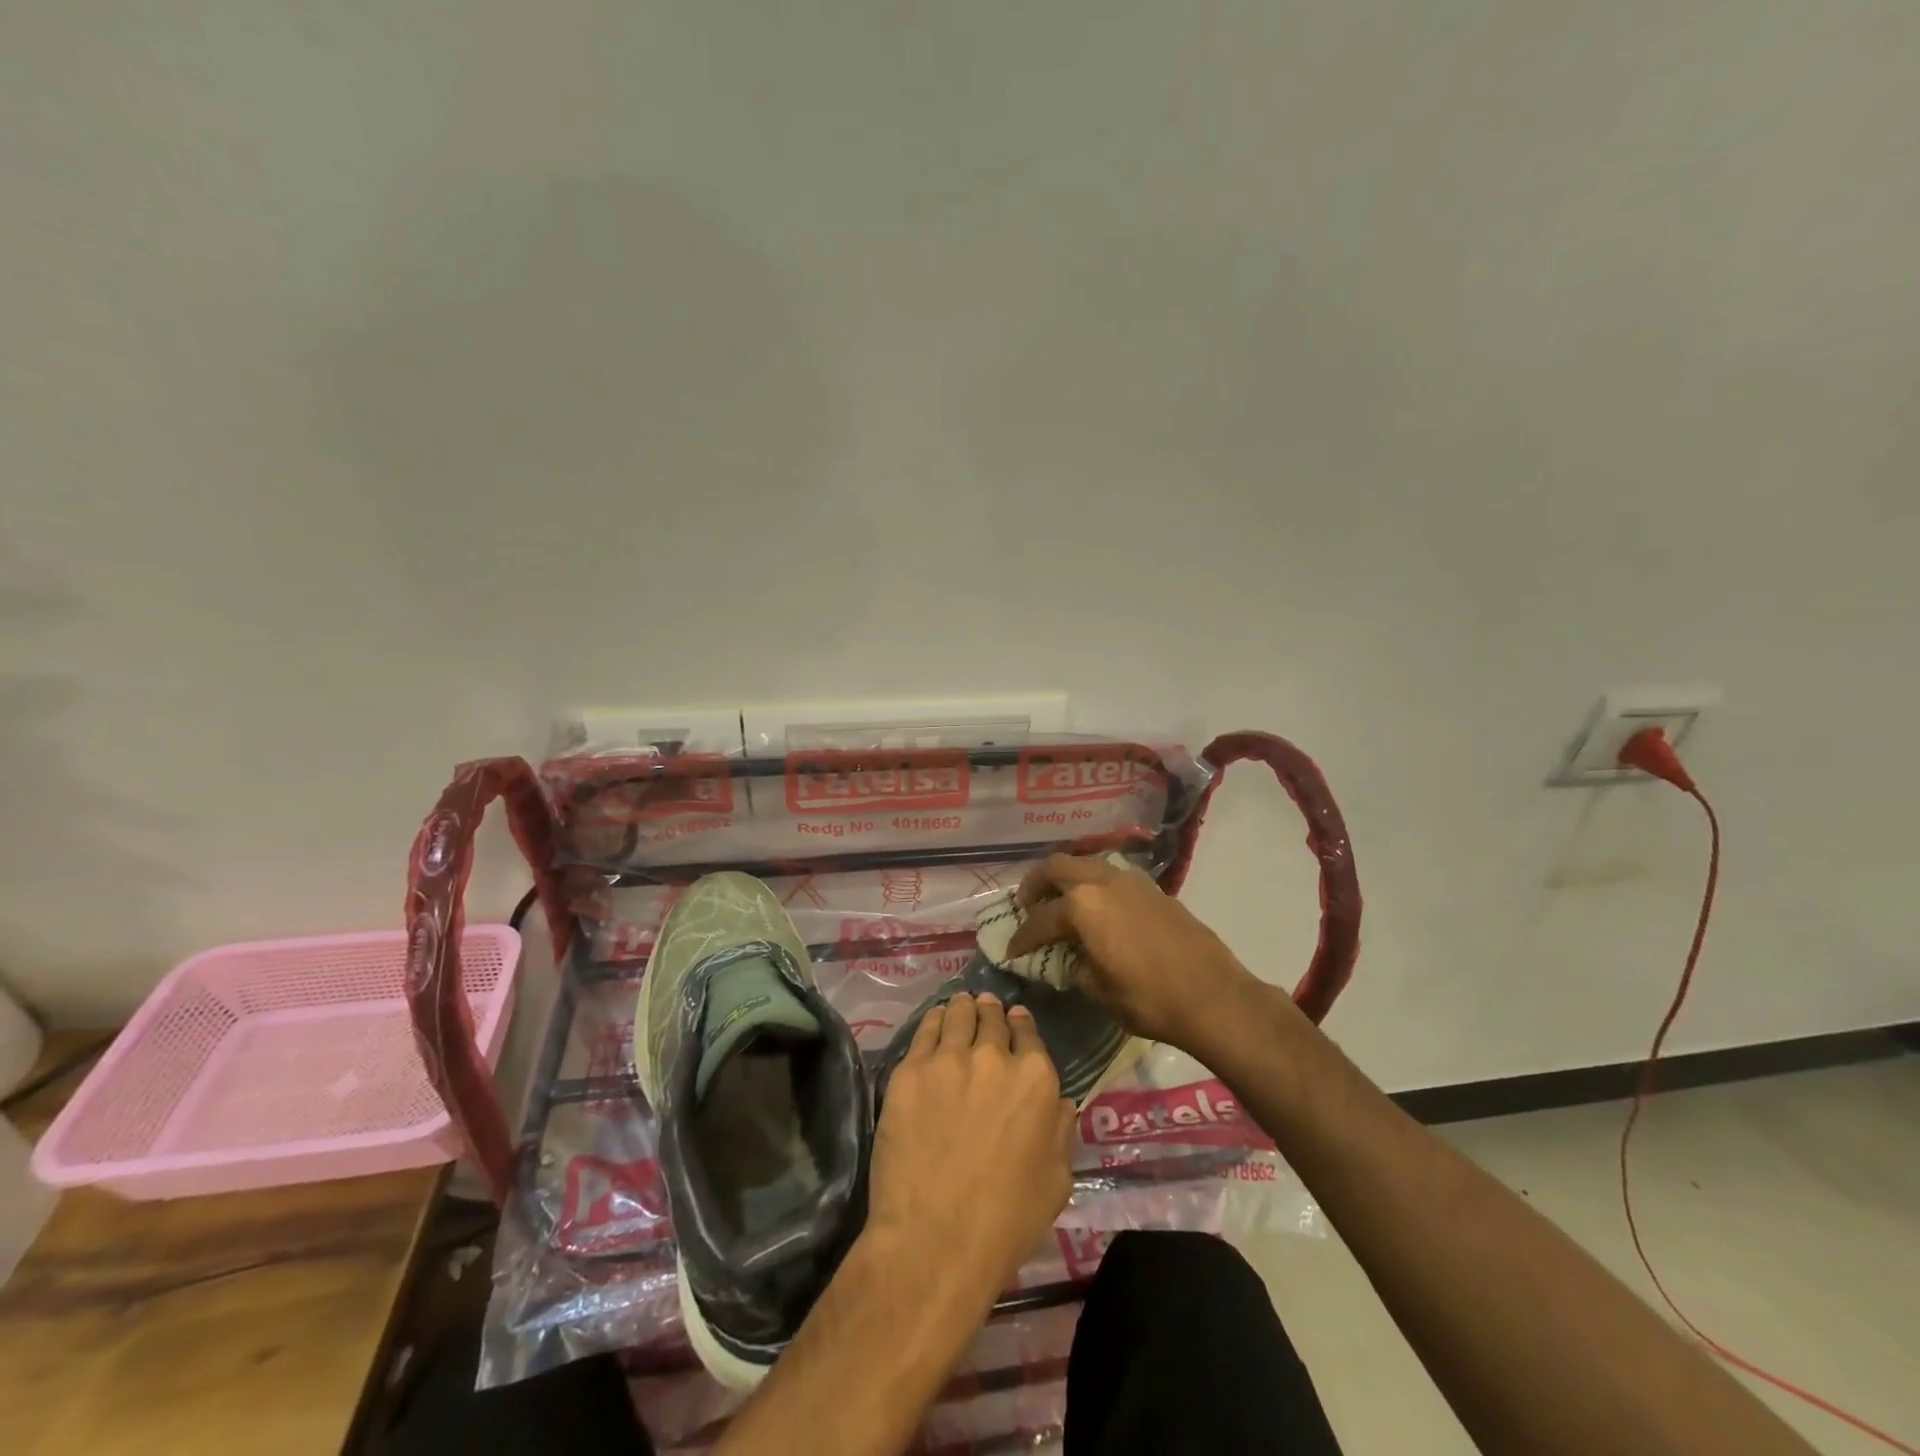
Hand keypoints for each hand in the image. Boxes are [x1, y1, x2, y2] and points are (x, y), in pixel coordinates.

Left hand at [868, 993, 1074, 1300]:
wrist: (934, 1239)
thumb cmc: (1005, 1221)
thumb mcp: (1056, 1182)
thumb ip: (1061, 1131)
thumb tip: (1060, 1102)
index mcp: (1036, 1080)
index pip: (1029, 1034)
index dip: (1021, 1025)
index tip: (1015, 1021)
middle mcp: (995, 1057)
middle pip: (992, 1018)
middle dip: (991, 1012)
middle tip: (985, 1008)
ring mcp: (948, 1059)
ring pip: (959, 1014)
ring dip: (964, 1008)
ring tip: (960, 1005)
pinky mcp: (910, 1070)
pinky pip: (926, 1030)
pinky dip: (935, 1020)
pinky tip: (936, 1020)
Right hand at [1005, 852, 1260, 1052]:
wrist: (1213, 997)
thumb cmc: (1148, 998)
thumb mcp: (1098, 990)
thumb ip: (1074, 966)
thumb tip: (1068, 959)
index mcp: (1082, 905)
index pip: (1040, 918)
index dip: (1021, 937)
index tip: (1011, 951)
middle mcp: (1103, 881)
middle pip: (1058, 867)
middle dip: (1036, 883)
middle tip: (1027, 903)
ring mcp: (1132, 881)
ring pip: (1088, 864)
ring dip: (1068, 879)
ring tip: (1061, 903)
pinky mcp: (1155, 890)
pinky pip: (1113, 877)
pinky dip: (1095, 887)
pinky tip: (1099, 911)